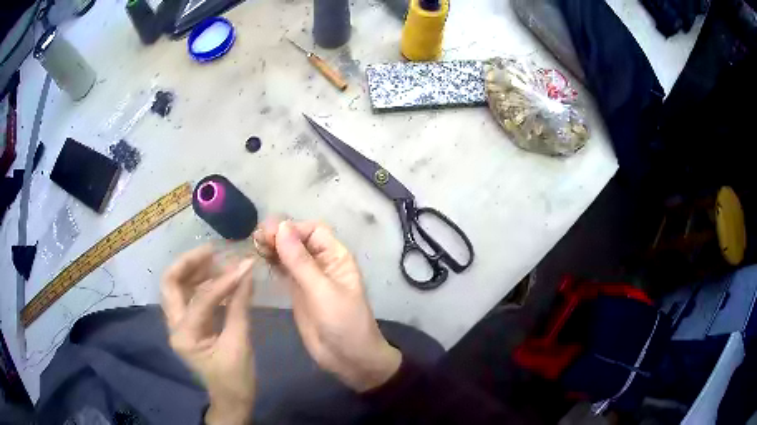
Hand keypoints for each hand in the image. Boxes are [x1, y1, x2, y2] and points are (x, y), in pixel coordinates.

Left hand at [161, 246, 255, 424]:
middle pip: (170, 284)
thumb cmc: (235, 379)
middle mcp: (175, 327)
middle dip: (188, 263)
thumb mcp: (240, 345)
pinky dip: (201, 284)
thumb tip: (247, 272)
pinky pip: (188, 297)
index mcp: (185, 337)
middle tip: (212, 251)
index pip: (201, 300)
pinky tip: (218, 278)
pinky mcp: (188, 326)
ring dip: (194, 271)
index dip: (223, 281)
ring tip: (217, 261)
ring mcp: (179, 325)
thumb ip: (240, 306)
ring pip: (177, 288)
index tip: (243, 265)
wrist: (231, 401)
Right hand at [254, 218, 401, 391]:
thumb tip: (281, 227)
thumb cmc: (344, 323)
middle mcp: (322, 263)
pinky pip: (284, 270)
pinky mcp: (298, 292)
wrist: (349, 358)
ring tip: (254, 244)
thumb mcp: (323, 291)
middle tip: (256, 238)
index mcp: (336, 257)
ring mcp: (309, 278)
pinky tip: (260, 257)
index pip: (313, 231)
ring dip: (273, 246)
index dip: (292, 228)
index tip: (269, 233)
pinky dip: (272, 262)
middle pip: (298, 239)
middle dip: (279, 235)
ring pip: (289, 253)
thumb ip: (300, 262)